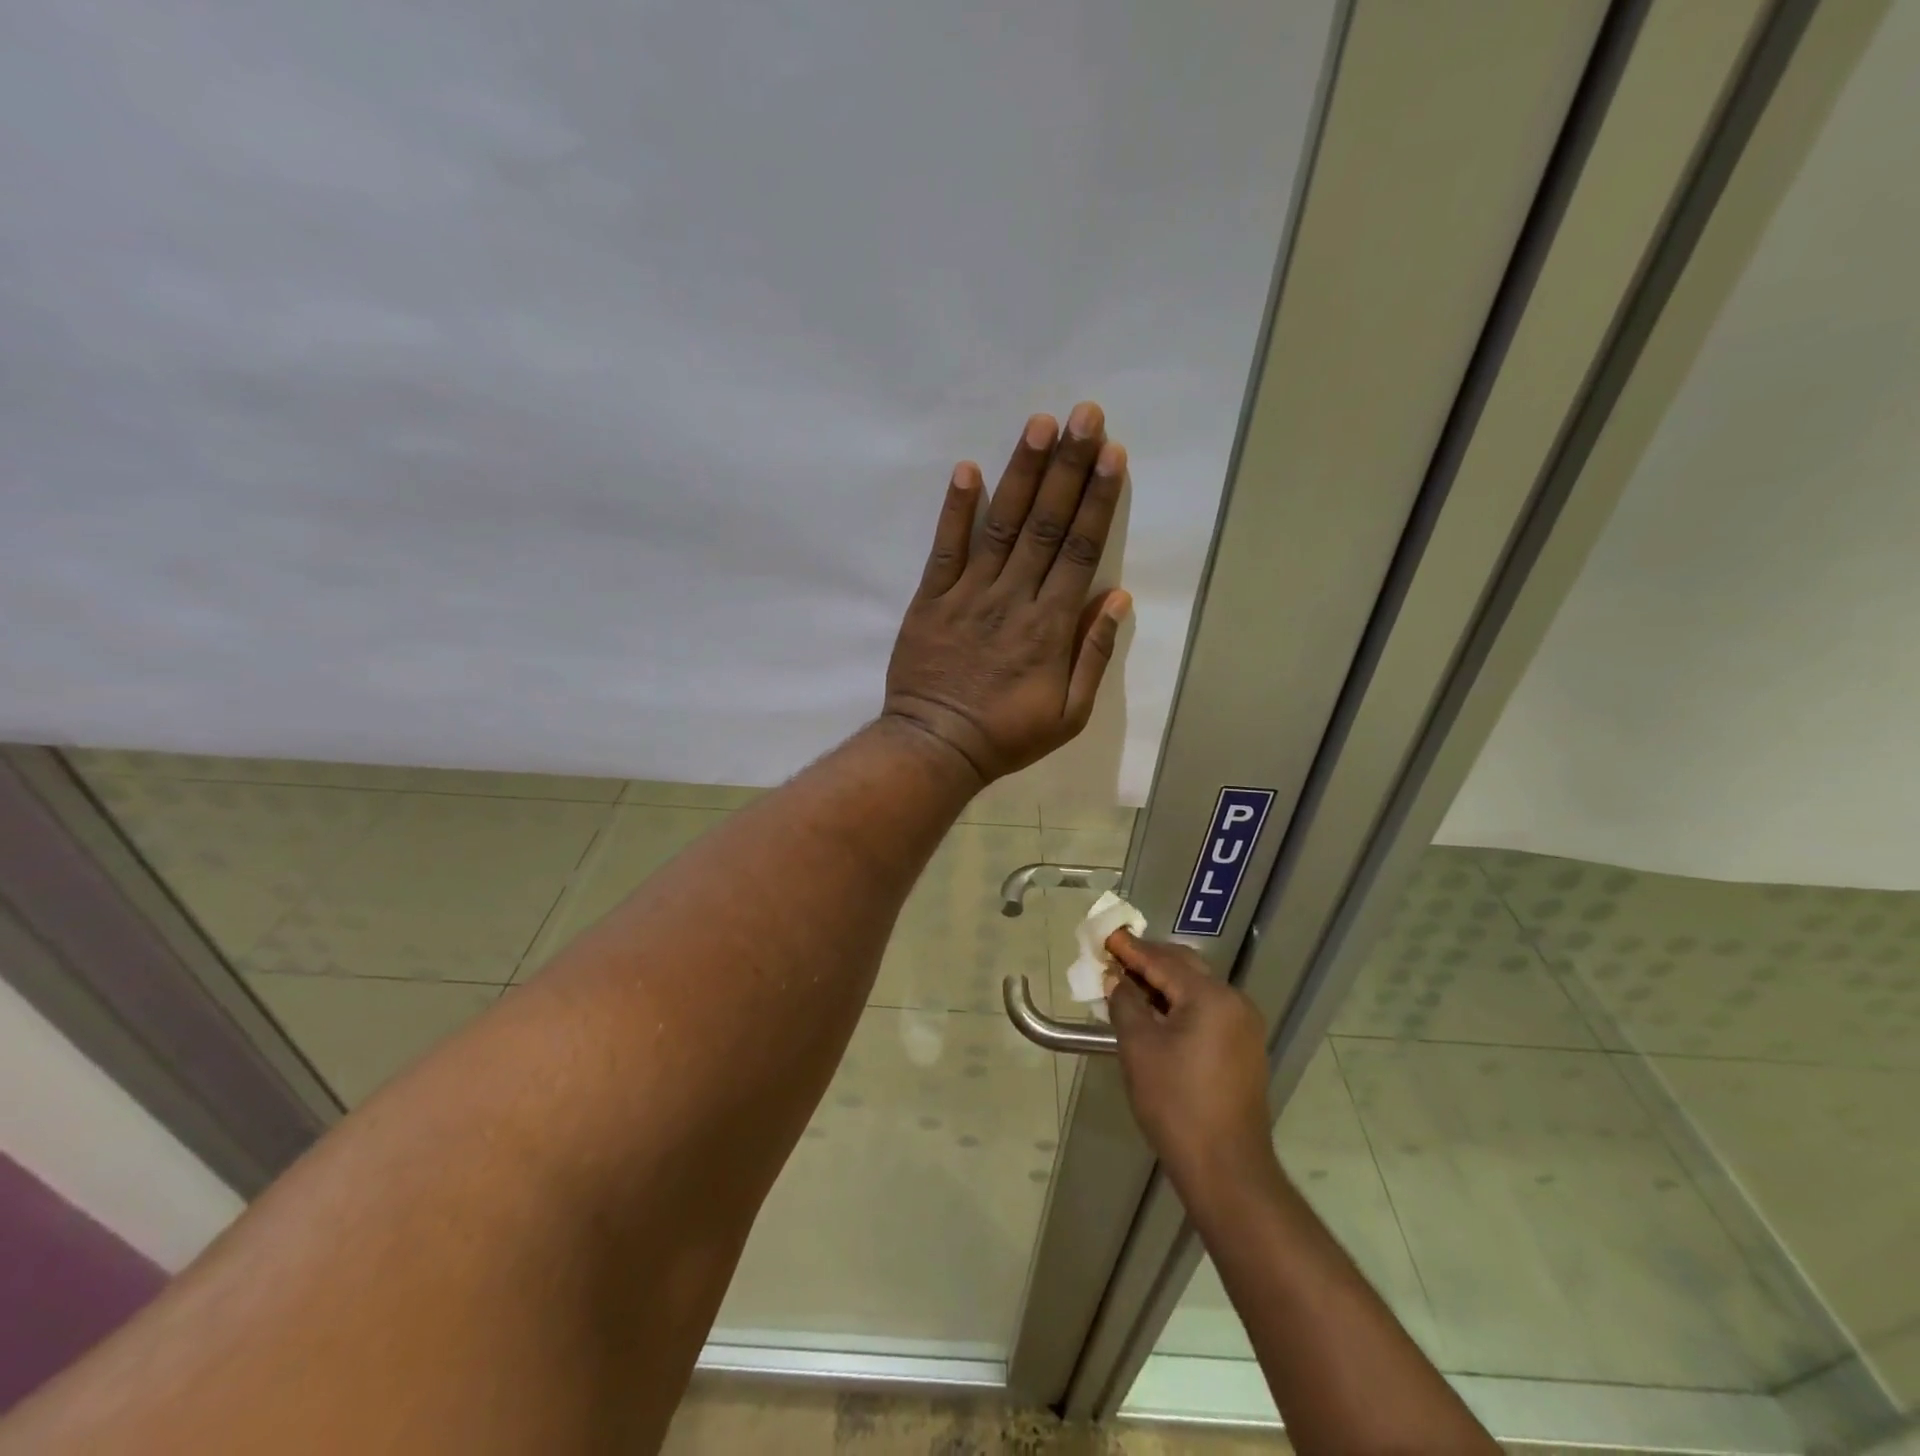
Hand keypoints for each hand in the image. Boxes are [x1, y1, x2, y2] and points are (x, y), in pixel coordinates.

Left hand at [883, 402, 1130, 784]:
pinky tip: (967, 470)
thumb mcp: (1070, 714)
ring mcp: (968, 595)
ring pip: (1001, 526)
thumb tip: (1118, 597)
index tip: (1113, 455)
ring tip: (1038, 425)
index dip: (1098, 500)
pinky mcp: (931, 600)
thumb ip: (1093, 654)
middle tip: (1085, 416)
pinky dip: (955, 510)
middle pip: (1046, 524)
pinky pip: (945, 549)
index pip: (1080, 550)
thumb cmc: (1007, 735)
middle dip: (1068, 467)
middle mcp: (1013, 599)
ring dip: (1021, 473)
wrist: (936, 747)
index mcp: (1050, 626)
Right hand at [1107, 931, 1277, 1198]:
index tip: (1106, 935)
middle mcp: (1234, 1002)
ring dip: (1164, 983)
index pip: (1163, 961)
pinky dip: (1181, 1004)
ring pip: (1198, 989)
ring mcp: (1244, 1026)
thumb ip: (1125, 1003)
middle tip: (1116, 955)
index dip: (1131, 948)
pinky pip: (1208, 1011)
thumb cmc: (1175, 1102)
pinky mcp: (1245, 1049)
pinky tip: (1157, 1012)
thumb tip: (1116, 980)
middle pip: (1185, 968)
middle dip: (1149, 960)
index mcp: (1211, 996)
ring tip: (1130, 982)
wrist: (1226, 1168)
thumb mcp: (1139, 1047)